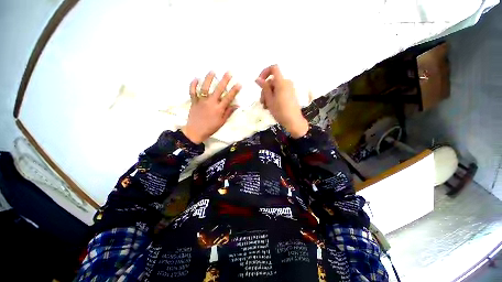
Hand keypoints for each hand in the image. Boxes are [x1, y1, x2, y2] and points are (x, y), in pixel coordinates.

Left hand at [182, 71, 240, 143]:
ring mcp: (201, 101)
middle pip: (218, 90)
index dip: (234, 90)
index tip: (239, 83)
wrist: (195, 132)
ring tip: (212, 71)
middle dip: (224, 80)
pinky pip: (192, 91)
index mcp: (219, 109)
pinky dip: (193, 84)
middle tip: (228, 72)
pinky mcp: (194, 101)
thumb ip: (228, 113)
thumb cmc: (210, 128)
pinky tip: (196, 78)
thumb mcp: (222, 122)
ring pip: (205, 87)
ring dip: (209, 78)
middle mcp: (211, 103)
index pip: (228, 98)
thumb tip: (236, 105)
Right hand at [255, 65, 308, 137]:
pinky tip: (271, 106)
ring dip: (268, 96)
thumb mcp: (269, 100)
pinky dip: (274, 97)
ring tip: (266, 107)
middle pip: (272, 81)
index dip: (265, 72)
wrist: (293, 121)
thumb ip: (264, 88)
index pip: (274, 68)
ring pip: (275, 88)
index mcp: (281, 82)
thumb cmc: (280, 111)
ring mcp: (289, 89)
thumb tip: (258, 78)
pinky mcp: (290, 94)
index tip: (260, 82)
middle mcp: (286, 83)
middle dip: (265, 90)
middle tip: (262, 102)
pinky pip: (280, 92)